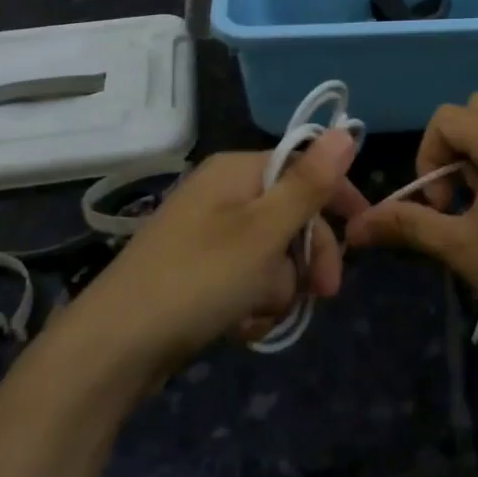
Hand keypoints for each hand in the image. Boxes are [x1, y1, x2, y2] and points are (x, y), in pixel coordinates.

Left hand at [67, 131, 369, 382]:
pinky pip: (245, 280)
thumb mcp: (263, 231)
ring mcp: (208, 233)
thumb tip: (346, 130)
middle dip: (307, 258)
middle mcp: (222, 193)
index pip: (305, 168)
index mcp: (237, 171)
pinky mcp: (198, 271)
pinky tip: (239, 327)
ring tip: (256, 314)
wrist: (114, 347)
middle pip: (291, 216)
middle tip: (322, 294)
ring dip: (277, 288)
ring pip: (272, 255)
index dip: (337, 200)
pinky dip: (251, 303)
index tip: (363, 235)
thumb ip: (308, 184)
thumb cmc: (198, 279)